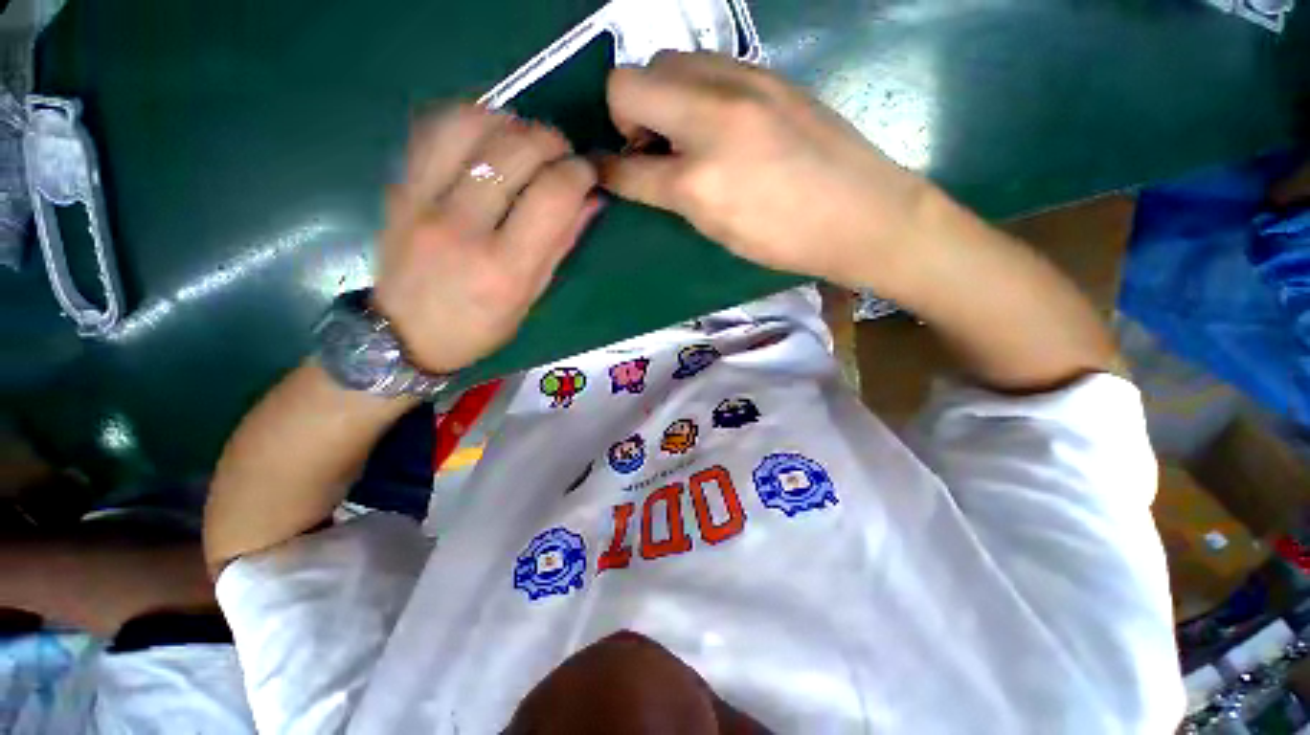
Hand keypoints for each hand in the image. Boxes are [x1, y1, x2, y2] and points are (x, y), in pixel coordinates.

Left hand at [373, 105, 600, 373]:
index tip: (587, 175)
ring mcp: (421, 201)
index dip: (579, 173)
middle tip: (561, 156)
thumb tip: (591, 198)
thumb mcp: (531, 297)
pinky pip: (433, 127)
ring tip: (524, 142)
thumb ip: (561, 243)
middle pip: (515, 149)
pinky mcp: (398, 186)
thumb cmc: (479, 328)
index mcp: (504, 268)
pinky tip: (487, 137)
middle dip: (552, 141)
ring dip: (510, 122)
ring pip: (471, 124)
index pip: (553, 195)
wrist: (403, 335)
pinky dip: (470, 119)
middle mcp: (462, 227)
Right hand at [600, 51, 932, 290]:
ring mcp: (741, 84)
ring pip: (665, 60)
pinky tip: (715, 117)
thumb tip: (643, 173)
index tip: (603, 171)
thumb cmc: (786, 241)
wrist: (861, 212)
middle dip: (625, 115)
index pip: (625, 167)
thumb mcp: (718, 231)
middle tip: (649, 146)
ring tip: (683, 131)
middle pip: (629, 82)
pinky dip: (693, 87)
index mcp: (697, 181)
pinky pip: (705, 62)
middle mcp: (711, 120)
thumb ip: (674, 196)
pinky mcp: (766, 72)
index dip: (606, 170)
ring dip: (658, 95)